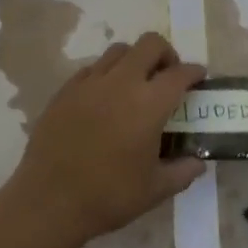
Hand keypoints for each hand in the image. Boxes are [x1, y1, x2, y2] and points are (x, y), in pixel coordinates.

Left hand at [5, 31, 205, 247]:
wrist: (49, 202)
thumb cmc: (109, 196)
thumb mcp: (156, 189)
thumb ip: (183, 171)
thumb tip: (198, 163)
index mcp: (149, 104)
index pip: (179, 73)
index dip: (194, 73)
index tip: (199, 79)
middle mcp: (121, 83)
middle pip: (150, 44)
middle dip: (166, 54)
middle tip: (167, 76)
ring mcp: (89, 83)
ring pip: (119, 51)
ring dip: (135, 60)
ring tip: (136, 84)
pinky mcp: (65, 91)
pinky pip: (92, 69)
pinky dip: (106, 74)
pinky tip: (105, 98)